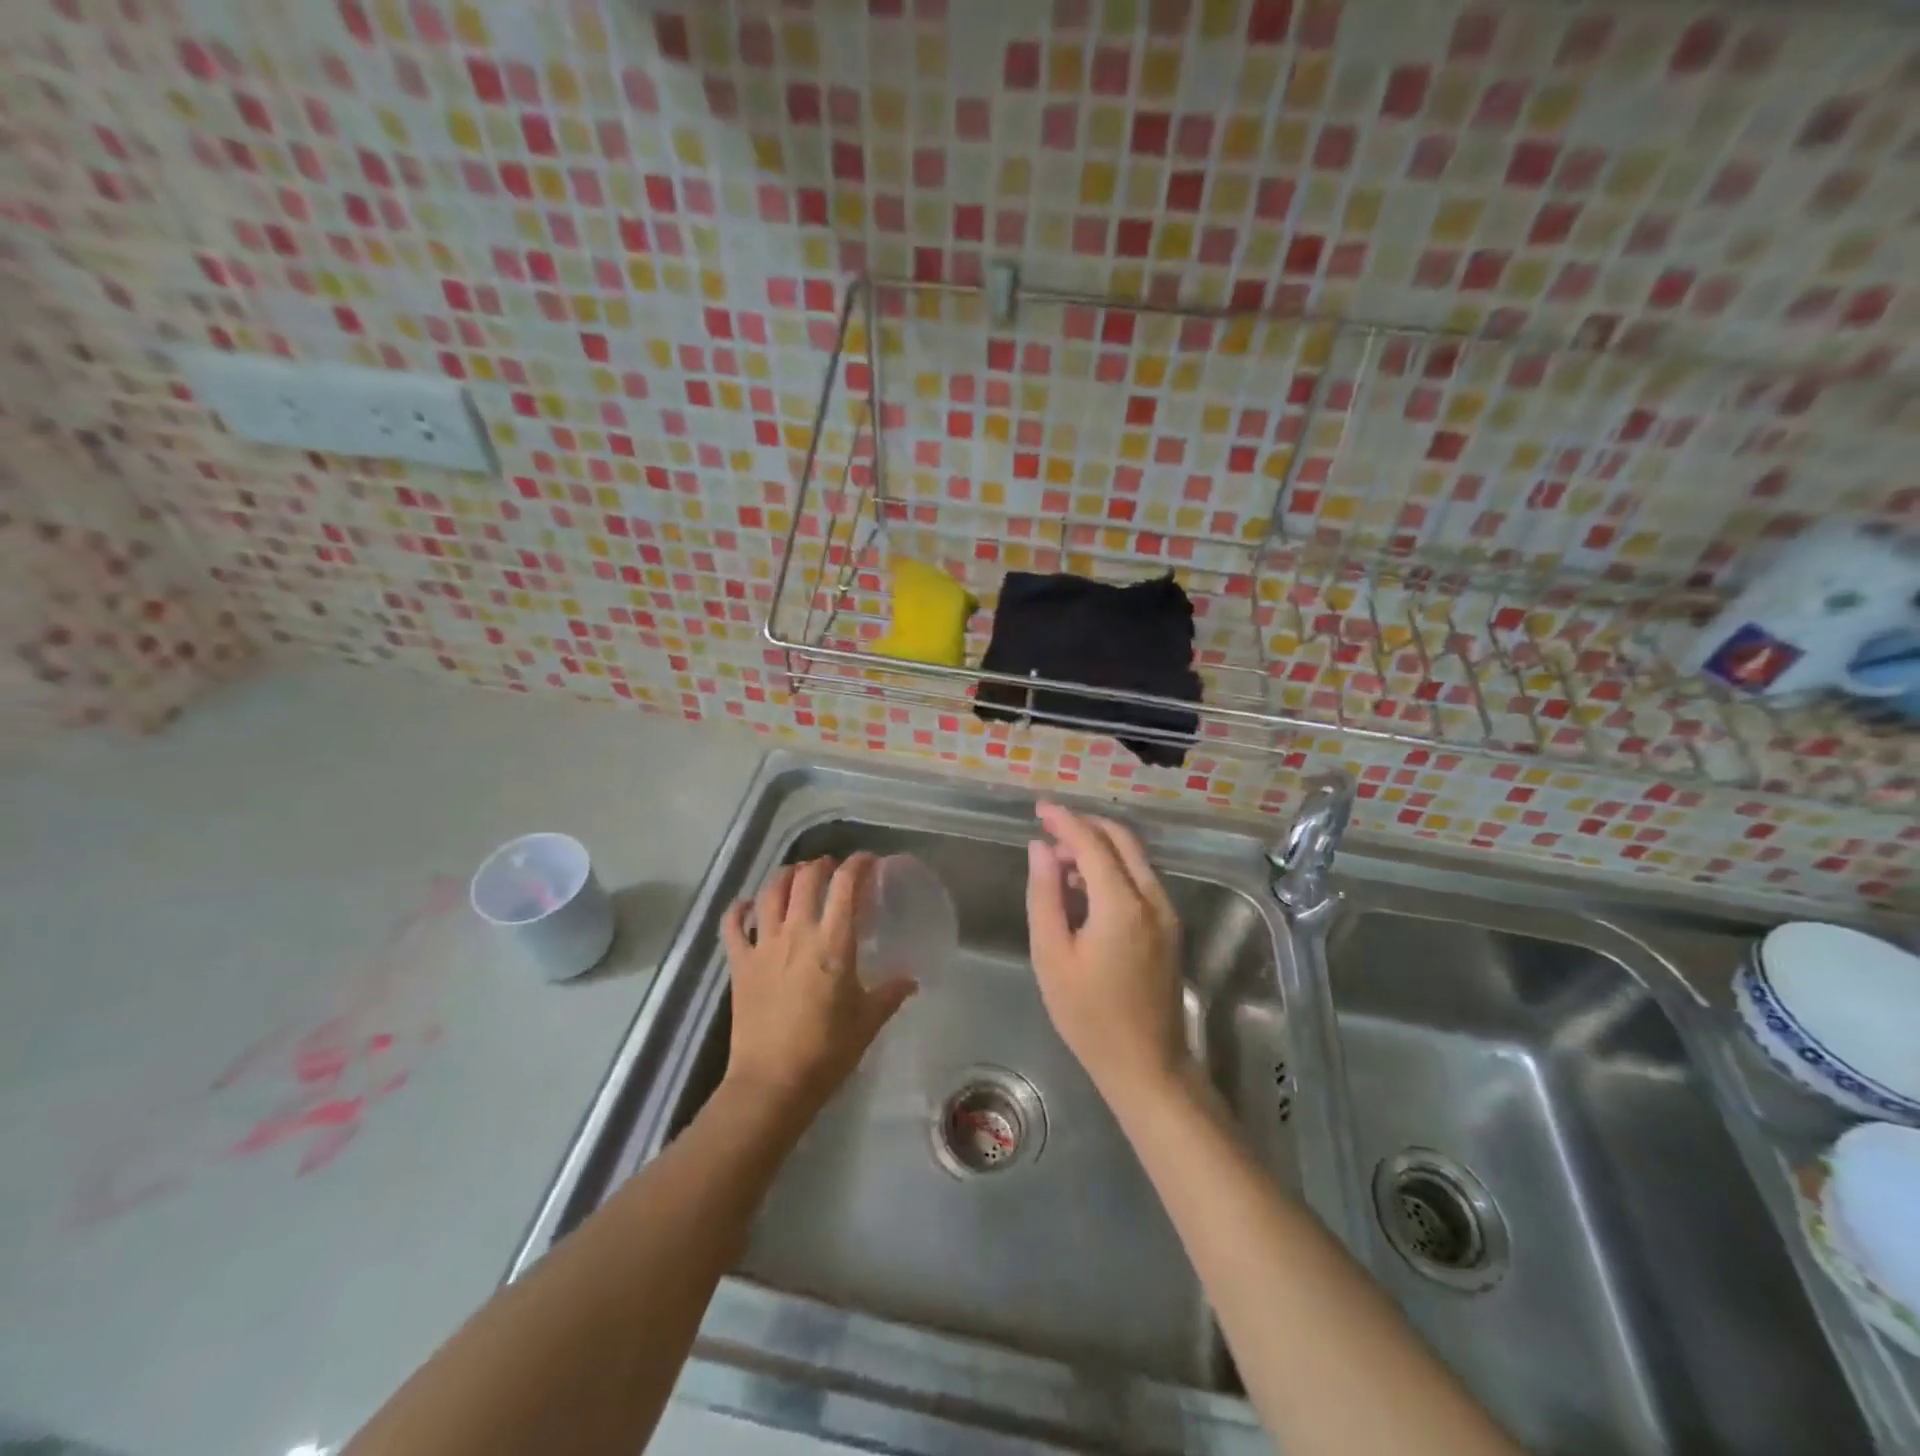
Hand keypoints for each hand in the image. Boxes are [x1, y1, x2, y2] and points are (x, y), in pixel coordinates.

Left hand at [720, 854, 916, 1116]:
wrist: (773, 1083)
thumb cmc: (827, 1051)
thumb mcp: (868, 1021)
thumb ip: (890, 993)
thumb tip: (910, 979)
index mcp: (833, 942)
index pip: (846, 885)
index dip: (858, 865)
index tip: (869, 862)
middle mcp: (797, 932)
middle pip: (807, 878)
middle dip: (822, 865)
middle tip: (833, 869)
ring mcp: (764, 945)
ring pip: (771, 892)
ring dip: (786, 876)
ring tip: (797, 876)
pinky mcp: (739, 963)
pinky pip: (733, 924)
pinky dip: (740, 908)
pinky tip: (749, 905)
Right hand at [1026, 803, 1187, 1106]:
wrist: (1147, 1065)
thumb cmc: (1088, 1016)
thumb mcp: (1052, 956)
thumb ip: (1045, 895)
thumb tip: (1040, 848)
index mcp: (1122, 905)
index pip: (1092, 843)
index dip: (1064, 820)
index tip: (1038, 808)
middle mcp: (1152, 899)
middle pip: (1121, 840)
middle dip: (1084, 826)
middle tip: (1048, 831)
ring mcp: (1167, 913)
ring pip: (1134, 858)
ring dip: (1099, 847)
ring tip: (1059, 864)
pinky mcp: (1170, 927)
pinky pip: (1140, 879)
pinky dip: (1113, 868)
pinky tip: (1085, 888)